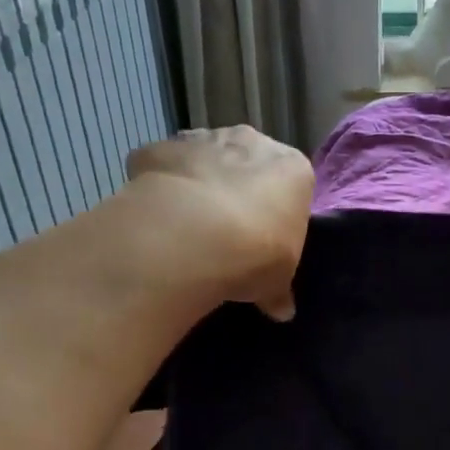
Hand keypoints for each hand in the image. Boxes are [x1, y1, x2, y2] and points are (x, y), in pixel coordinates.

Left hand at [126, 125, 313, 319]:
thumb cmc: (256, 254)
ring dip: (199, 185)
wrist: (192, 237)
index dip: (277, 213)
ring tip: (190, 229)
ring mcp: (202, 140)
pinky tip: (157, 219)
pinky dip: (159, 188)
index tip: (266, 240)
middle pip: (247, 163)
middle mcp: (250, 142)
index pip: (290, 185)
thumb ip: (278, 291)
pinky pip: (161, 167)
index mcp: (292, 169)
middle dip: (238, 190)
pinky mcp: (158, 149)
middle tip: (228, 233)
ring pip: (203, 158)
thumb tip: (282, 310)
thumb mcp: (276, 282)